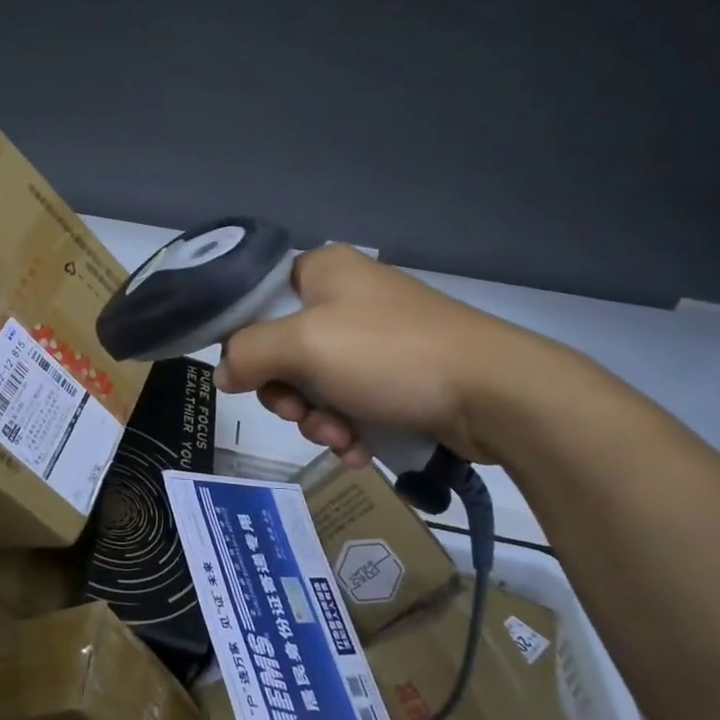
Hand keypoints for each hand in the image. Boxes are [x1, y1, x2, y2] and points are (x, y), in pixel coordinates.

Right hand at [213, 244, 551, 466]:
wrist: (495, 393)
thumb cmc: (389, 355)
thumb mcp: (303, 346)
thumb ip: (248, 353)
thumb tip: (223, 373)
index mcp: (322, 270)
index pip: (256, 299)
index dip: (244, 342)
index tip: (247, 379)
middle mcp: (346, 296)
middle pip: (282, 348)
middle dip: (288, 394)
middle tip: (301, 416)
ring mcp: (374, 336)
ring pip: (316, 382)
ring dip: (318, 419)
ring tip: (342, 439)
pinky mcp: (399, 372)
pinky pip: (351, 399)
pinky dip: (348, 426)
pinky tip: (361, 449)